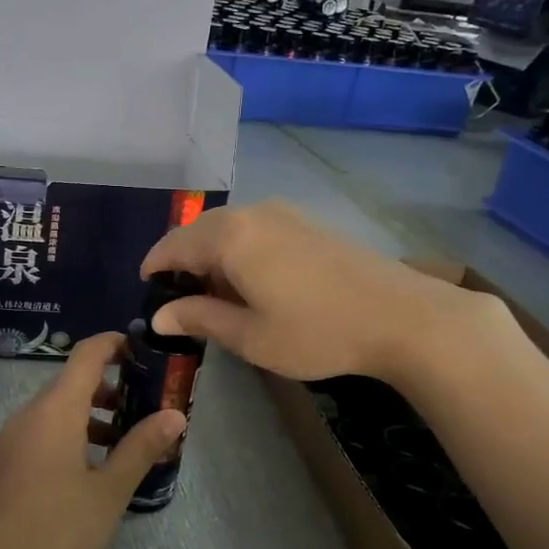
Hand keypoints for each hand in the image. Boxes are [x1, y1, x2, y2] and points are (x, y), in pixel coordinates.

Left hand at [0, 333, 185, 548]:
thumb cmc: (56, 528)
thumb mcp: (109, 491)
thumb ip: (141, 448)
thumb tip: (175, 415)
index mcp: (56, 410)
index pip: (87, 355)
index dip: (116, 344)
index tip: (146, 350)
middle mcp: (29, 414)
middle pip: (73, 383)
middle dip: (113, 389)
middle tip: (149, 409)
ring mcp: (11, 439)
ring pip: (57, 412)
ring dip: (92, 417)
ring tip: (126, 446)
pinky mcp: (3, 464)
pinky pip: (41, 433)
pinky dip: (70, 436)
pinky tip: (89, 472)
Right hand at [139, 201, 506, 380]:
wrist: (402, 316)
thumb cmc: (317, 332)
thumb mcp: (250, 335)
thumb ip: (199, 318)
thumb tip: (158, 315)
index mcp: (229, 237)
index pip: (173, 245)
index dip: (154, 267)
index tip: (146, 292)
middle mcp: (251, 213)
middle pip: (198, 231)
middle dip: (183, 262)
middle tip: (180, 301)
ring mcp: (283, 214)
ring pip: (228, 228)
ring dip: (212, 256)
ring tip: (215, 296)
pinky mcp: (306, 222)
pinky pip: (254, 229)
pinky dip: (238, 250)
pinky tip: (251, 282)